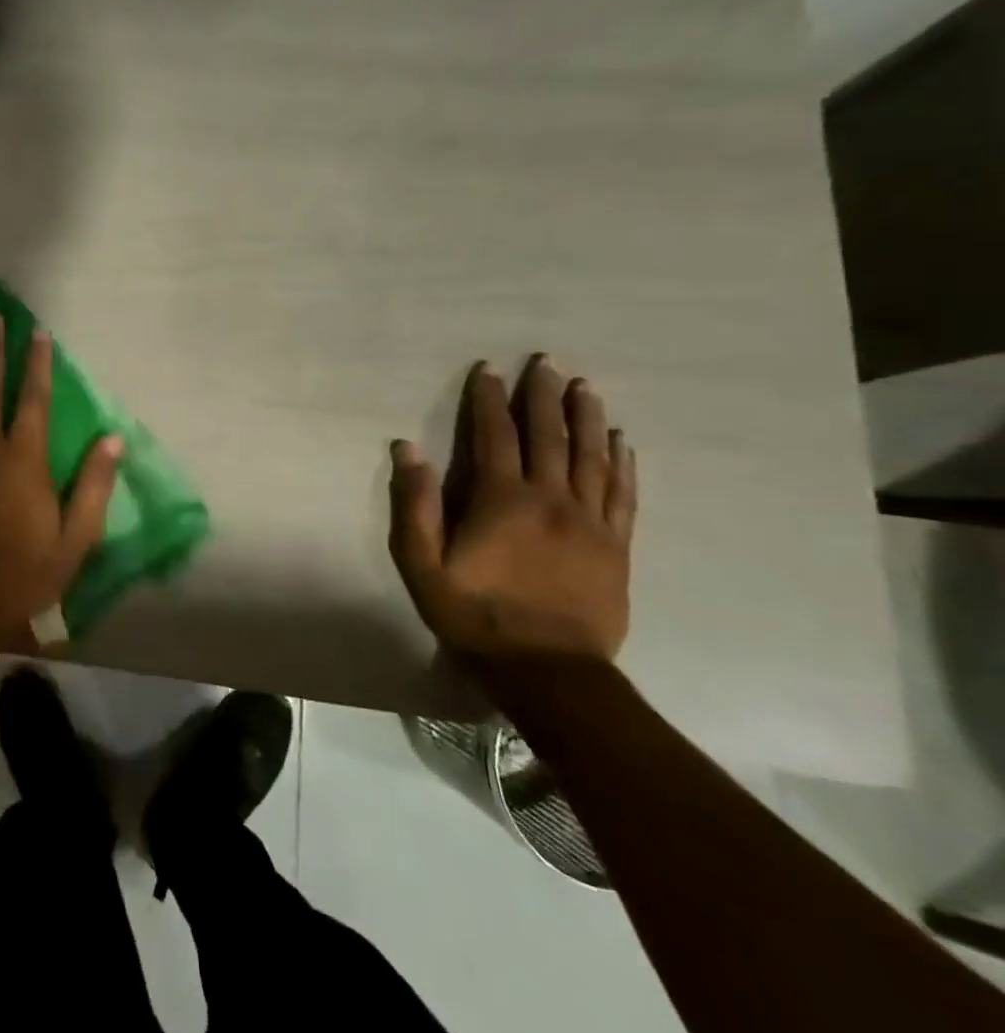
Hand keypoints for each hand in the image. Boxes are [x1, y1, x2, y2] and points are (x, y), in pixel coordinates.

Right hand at [387, 354, 636, 666]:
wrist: (548, 671)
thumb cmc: (474, 615)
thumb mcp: (423, 564)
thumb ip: (415, 504)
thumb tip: (408, 448)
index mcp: (502, 500)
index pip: (496, 435)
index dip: (490, 399)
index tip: (490, 369)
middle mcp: (551, 499)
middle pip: (550, 436)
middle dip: (544, 395)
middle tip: (547, 361)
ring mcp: (590, 522)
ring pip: (592, 457)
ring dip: (586, 417)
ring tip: (585, 386)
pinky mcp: (615, 546)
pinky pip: (623, 494)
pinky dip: (622, 463)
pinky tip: (621, 441)